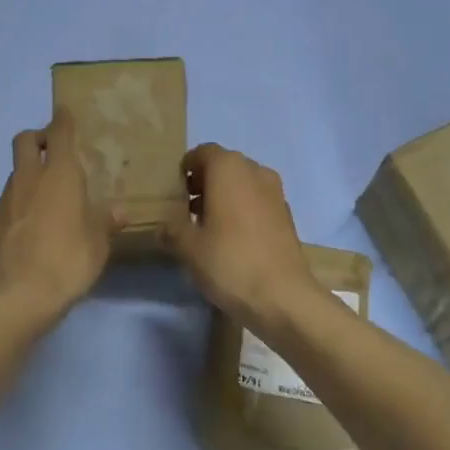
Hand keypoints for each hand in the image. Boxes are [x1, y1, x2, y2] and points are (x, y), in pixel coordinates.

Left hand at [0, 111, 117, 324]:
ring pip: (16, 170)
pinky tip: (35, 219)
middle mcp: (30, 178)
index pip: (59, 132)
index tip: (65, 112)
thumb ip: (106, 221)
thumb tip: (120, 211)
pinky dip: (22, 197)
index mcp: (60, 174)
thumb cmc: (68, 259)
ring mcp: (7, 199)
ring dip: (30, 170)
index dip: (62, 120)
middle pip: (25, 140)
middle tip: (55, 150)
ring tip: (49, 191)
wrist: (18, 295)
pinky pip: (10, 197)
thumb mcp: (98, 242)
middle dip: (38, 137)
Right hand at [165, 144, 322, 335]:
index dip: (186, 169)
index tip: (175, 193)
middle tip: (187, 211)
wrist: (283, 297)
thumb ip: (171, 230)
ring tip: (207, 227)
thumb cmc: (230, 261)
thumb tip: (163, 228)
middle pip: (224, 166)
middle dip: (204, 183)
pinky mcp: (286, 215)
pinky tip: (232, 240)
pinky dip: (242, 210)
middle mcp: (255, 171)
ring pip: (242, 184)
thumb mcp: (188, 247)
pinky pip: (257, 201)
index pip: (202, 152)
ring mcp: (275, 192)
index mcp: (229, 168)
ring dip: (224, 197)